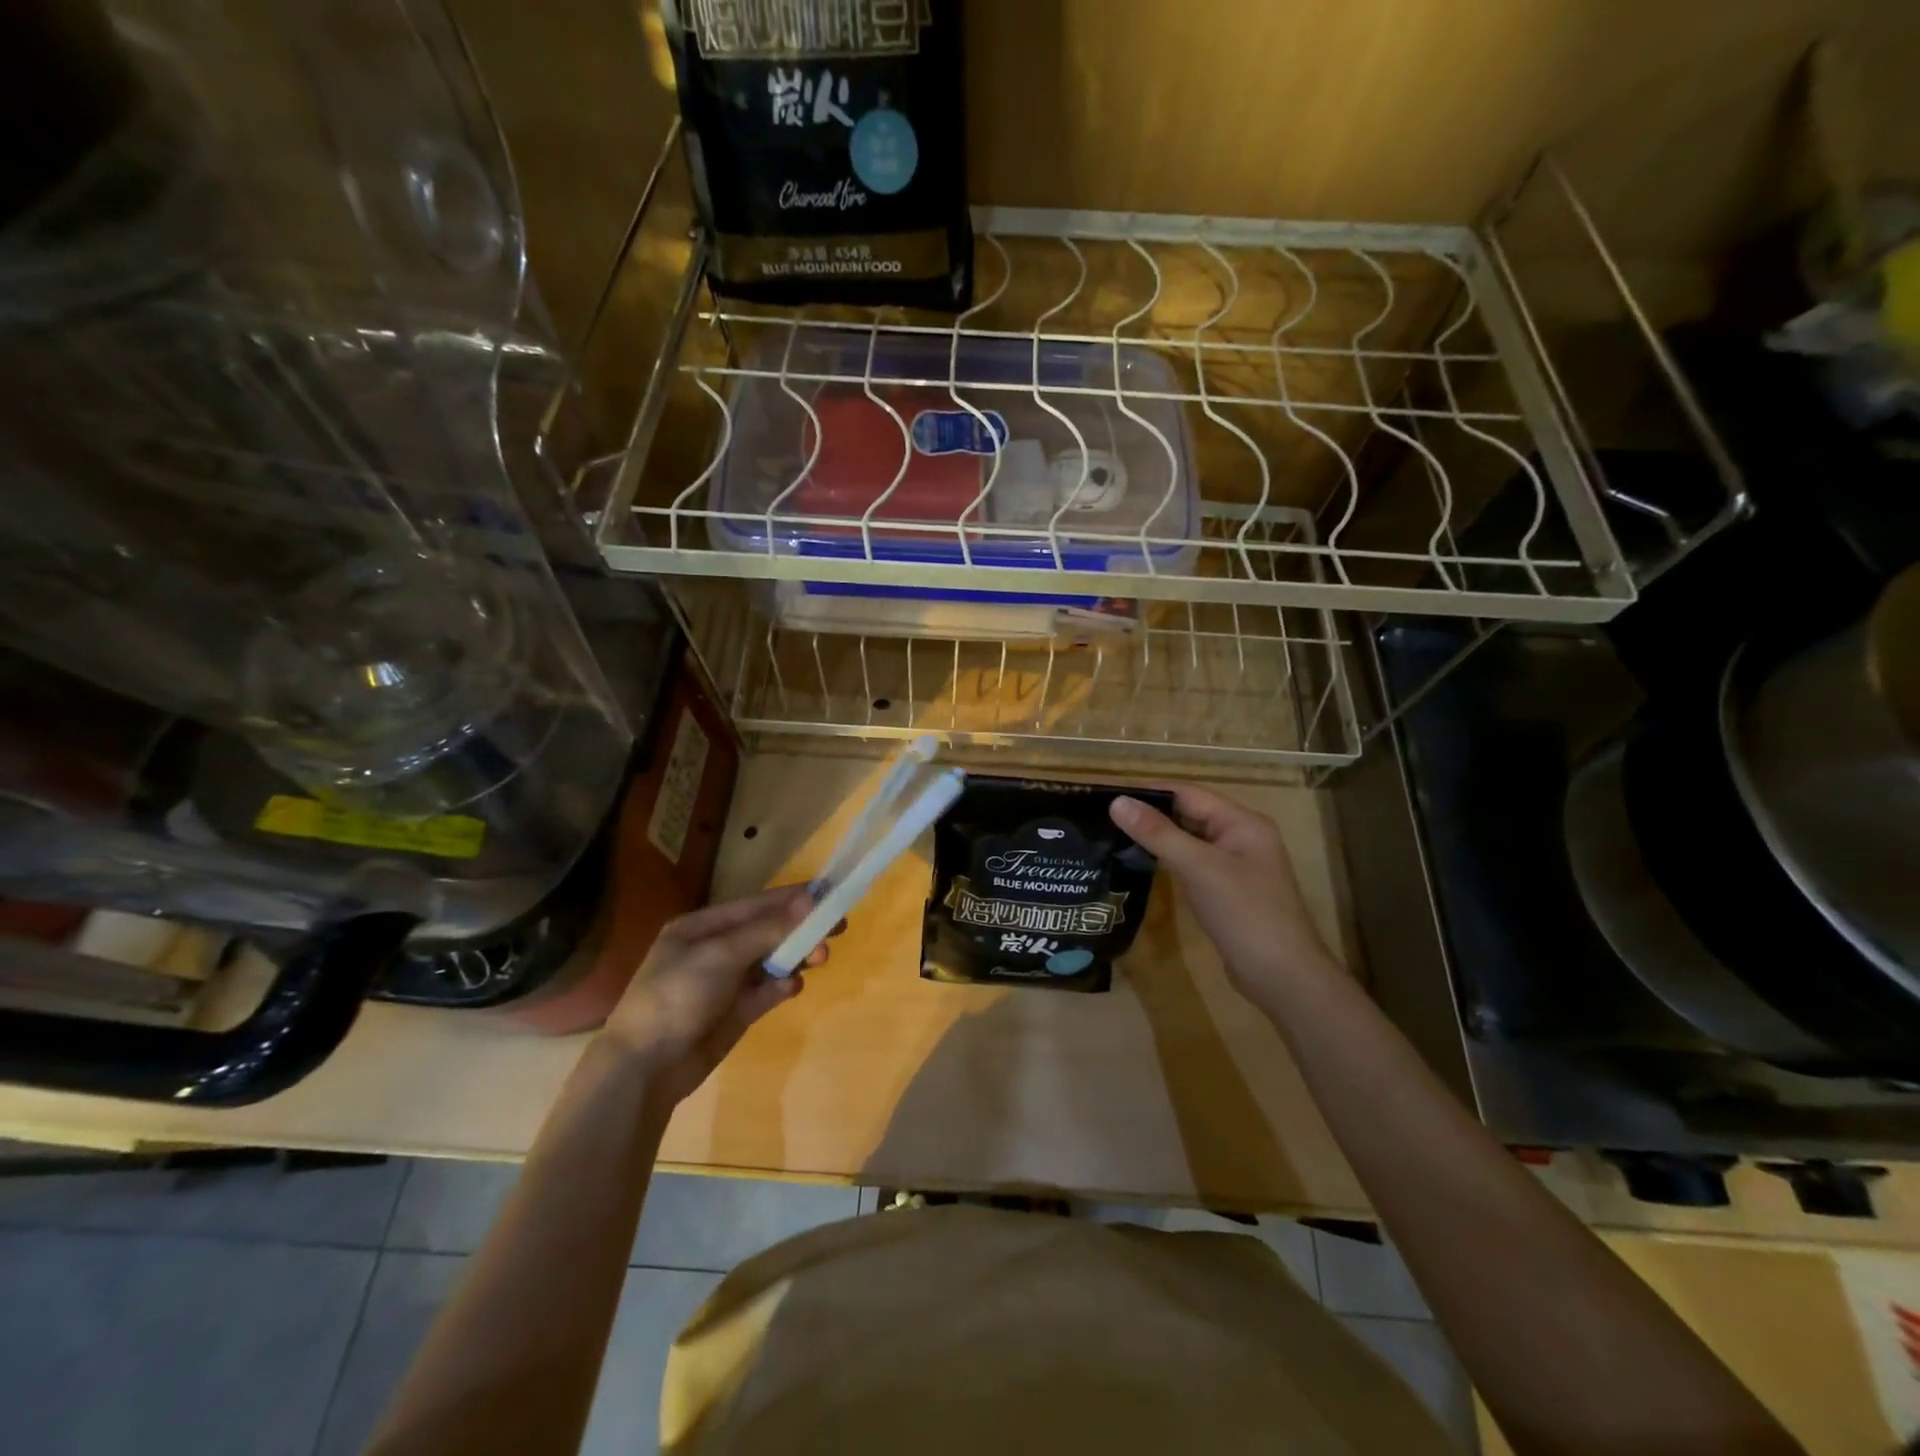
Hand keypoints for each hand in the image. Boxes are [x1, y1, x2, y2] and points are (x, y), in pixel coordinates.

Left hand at [602, 886, 831, 1105]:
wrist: (644, 1068)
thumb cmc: (676, 996)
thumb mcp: (721, 955)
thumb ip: (768, 929)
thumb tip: (810, 900)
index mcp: (702, 927)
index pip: (756, 905)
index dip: (793, 899)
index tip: (829, 894)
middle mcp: (715, 950)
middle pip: (768, 932)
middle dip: (800, 929)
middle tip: (837, 928)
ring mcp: (726, 983)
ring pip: (772, 961)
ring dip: (796, 957)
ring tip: (821, 957)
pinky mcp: (736, 1012)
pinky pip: (767, 991)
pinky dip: (782, 986)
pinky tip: (791, 987)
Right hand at [1110, 787, 1337, 1004]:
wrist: (1282, 977)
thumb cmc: (1244, 913)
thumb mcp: (1199, 867)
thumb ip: (1158, 833)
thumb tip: (1117, 802)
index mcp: (1242, 823)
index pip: (1189, 794)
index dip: (1150, 792)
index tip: (1109, 795)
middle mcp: (1241, 838)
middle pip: (1190, 815)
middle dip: (1151, 815)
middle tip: (1105, 817)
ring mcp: (1236, 867)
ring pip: (1190, 842)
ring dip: (1158, 839)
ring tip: (1114, 837)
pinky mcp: (1227, 892)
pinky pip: (1193, 865)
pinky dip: (1169, 862)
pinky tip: (1141, 865)